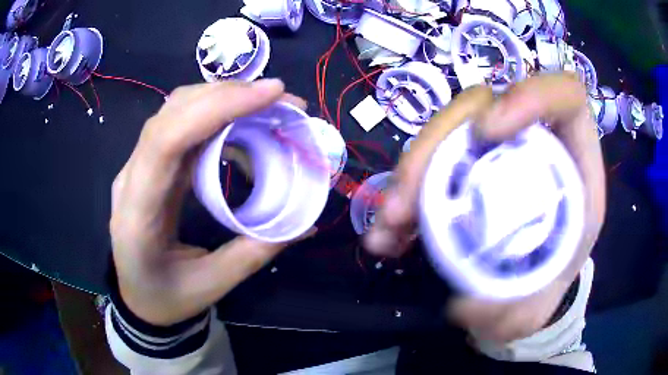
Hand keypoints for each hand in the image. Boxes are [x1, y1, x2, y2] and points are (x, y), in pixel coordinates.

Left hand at [110, 79, 311, 325]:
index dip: (217, 108)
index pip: (167, 140)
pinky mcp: (149, 166)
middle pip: (172, 114)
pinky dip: (213, 115)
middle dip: (228, 95)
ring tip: (265, 107)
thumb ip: (254, 252)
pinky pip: (179, 126)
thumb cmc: (165, 298)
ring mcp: (137, 168)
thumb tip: (304, 222)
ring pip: (174, 112)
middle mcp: (131, 178)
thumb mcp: (211, 284)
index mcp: (137, 213)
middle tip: (280, 99)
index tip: (271, 95)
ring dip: (221, 99)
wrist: (136, 298)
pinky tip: (240, 125)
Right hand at [365, 74, 605, 341]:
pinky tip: (386, 235)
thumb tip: (466, 303)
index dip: (531, 96)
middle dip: (437, 146)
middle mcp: (531, 142)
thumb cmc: (544, 287)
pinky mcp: (464, 166)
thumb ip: (515, 310)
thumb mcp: (539, 305)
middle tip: (404, 205)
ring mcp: (493, 150)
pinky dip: (402, 194)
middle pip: (483, 105)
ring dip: (409, 174)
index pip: (563, 96)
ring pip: (447, 130)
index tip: (487, 134)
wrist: (523, 290)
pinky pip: (427, 161)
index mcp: (572, 162)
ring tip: (386, 228)